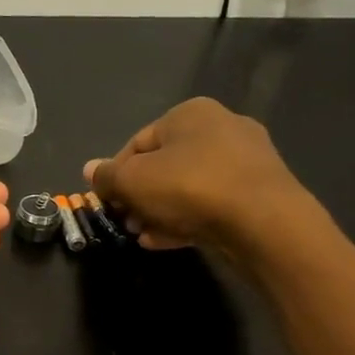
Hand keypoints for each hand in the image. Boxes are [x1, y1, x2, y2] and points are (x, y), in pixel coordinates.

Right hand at [84, 98, 312, 261]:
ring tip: (144, 235)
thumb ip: (107, 176)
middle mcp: (222, 127)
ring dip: (160, 211)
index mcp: (190, 113)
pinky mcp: (261, 192)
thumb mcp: (132, 181)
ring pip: (188, 186)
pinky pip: (213, 203)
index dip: (116, 174)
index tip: (107, 202)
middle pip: (164, 165)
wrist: (264, 223)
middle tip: (126, 221)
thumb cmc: (189, 187)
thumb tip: (90, 170)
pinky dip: (188, 219)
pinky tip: (168, 241)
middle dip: (140, 196)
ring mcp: (247, 160)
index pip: (137, 142)